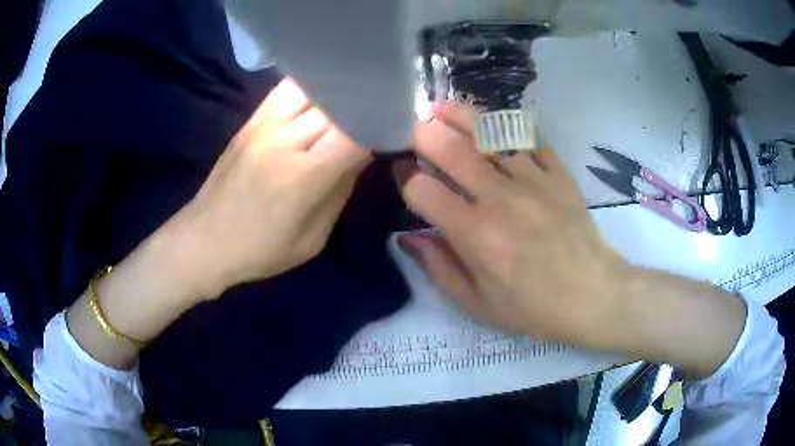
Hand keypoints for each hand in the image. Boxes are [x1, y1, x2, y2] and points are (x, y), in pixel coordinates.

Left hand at [173, 78, 371, 296]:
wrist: (204, 241)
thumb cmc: (260, 250)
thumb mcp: (312, 238)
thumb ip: (340, 190)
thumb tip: (362, 152)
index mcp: (304, 176)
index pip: (356, 131)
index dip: (381, 123)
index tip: (396, 125)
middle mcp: (285, 140)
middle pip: (338, 104)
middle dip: (365, 103)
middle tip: (383, 106)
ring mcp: (264, 125)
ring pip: (313, 87)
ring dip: (338, 89)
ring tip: (354, 95)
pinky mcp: (250, 121)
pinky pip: (286, 89)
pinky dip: (311, 86)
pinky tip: (322, 93)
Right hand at [394, 102, 629, 348]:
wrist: (592, 294)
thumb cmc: (533, 307)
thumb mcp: (477, 304)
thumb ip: (438, 267)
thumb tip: (407, 237)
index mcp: (476, 235)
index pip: (423, 190)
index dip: (403, 176)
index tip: (400, 172)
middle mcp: (500, 198)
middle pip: (451, 148)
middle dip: (422, 132)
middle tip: (412, 128)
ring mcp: (533, 179)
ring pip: (488, 132)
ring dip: (459, 115)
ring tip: (441, 108)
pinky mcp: (557, 172)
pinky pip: (526, 137)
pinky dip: (504, 126)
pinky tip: (491, 124)